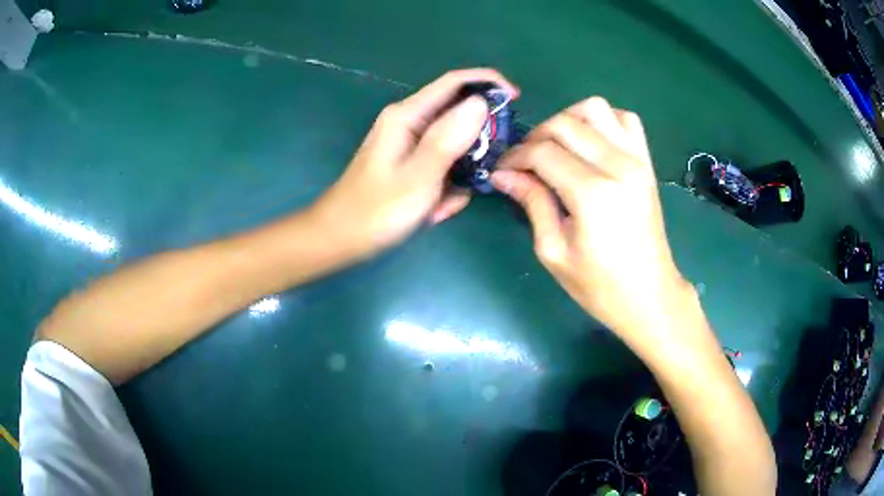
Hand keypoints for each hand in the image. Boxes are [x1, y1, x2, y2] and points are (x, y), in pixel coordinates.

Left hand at [311, 69, 518, 258]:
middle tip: (481, 174)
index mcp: (407, 115)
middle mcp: (409, 122)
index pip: (454, 83)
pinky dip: (447, 186)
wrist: (339, 239)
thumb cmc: (376, 211)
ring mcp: (409, 143)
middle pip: (458, 114)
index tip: (516, 100)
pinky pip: (443, 165)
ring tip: (445, 203)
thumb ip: (449, 138)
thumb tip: (481, 103)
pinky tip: (435, 209)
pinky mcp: (410, 162)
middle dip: (476, 144)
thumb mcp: (419, 176)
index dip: (488, 84)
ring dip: (461, 173)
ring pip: (454, 145)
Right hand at [492, 97, 688, 338]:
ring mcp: (637, 160)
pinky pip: (625, 119)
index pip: (542, 152)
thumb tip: (503, 174)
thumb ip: (532, 203)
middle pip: (565, 123)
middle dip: (535, 136)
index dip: (515, 157)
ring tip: (557, 146)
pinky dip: (602, 120)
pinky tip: (590, 142)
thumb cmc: (599, 285)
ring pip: (595, 108)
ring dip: (568, 119)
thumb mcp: (554, 251)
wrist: (649, 295)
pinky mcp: (647, 162)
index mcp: (592, 193)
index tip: (502, 170)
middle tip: (525, 162)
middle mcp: (617, 165)